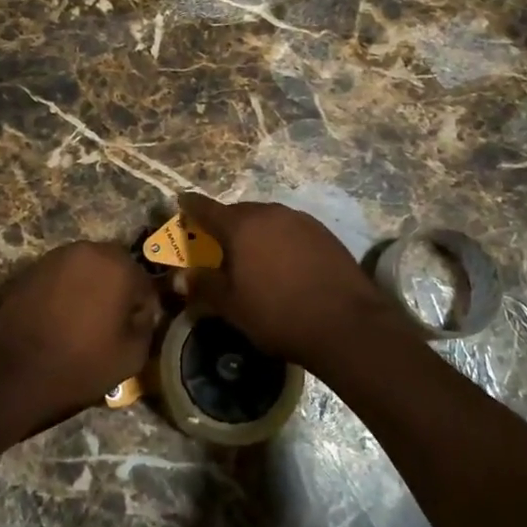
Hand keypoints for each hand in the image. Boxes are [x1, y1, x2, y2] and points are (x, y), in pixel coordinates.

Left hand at [0, 242, 159, 440]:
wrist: (14, 374)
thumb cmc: (80, 365)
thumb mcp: (132, 356)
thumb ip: (146, 325)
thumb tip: (141, 313)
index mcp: (118, 266)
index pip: (144, 283)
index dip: (142, 309)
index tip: (134, 330)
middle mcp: (88, 250)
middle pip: (115, 267)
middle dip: (117, 290)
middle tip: (110, 322)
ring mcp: (56, 256)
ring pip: (87, 267)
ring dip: (91, 286)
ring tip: (83, 319)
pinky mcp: (32, 268)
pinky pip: (61, 275)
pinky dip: (66, 289)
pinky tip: (60, 316)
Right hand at [175, 192, 397, 366]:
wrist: (346, 324)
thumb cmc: (278, 314)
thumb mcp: (232, 306)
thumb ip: (204, 286)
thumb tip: (180, 277)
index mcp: (241, 226)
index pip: (206, 208)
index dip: (191, 206)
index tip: (181, 202)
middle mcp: (270, 213)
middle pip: (239, 212)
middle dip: (225, 223)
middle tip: (216, 242)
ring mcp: (300, 220)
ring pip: (267, 219)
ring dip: (255, 231)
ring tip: (251, 255)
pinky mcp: (324, 233)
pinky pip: (290, 229)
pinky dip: (279, 239)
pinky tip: (283, 262)